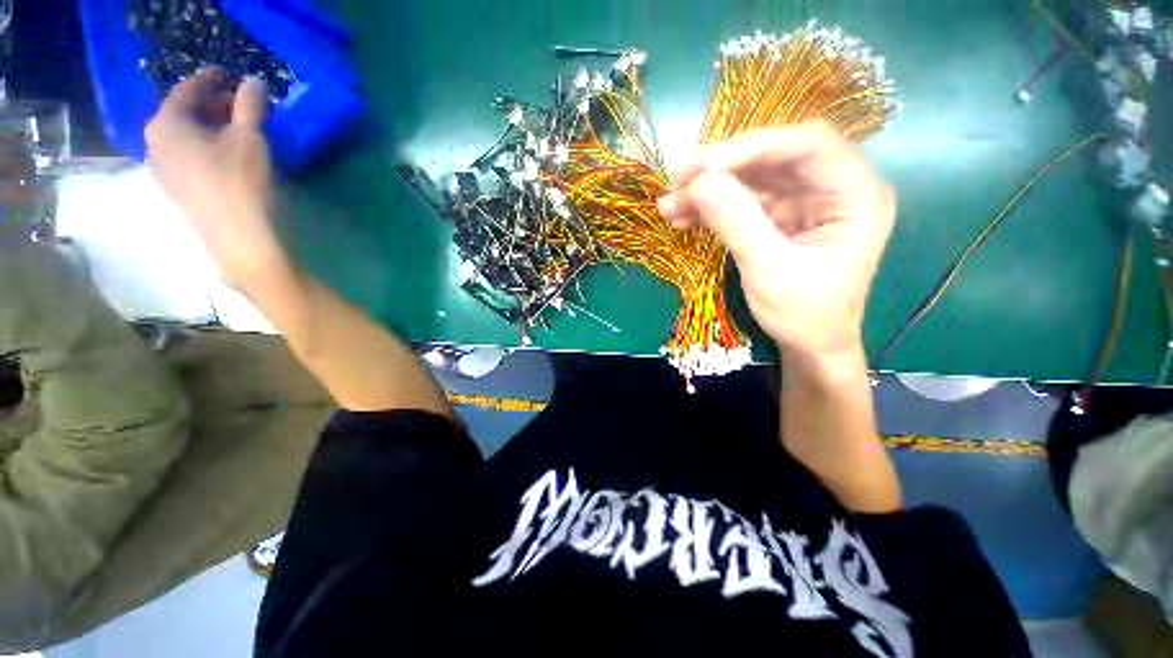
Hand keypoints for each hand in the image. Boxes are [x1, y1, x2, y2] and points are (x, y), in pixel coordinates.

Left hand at [146, 68, 281, 283]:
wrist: (239, 240)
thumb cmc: (241, 183)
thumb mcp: (250, 138)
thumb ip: (250, 105)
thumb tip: (253, 82)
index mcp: (166, 124)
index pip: (188, 89)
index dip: (212, 79)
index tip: (233, 77)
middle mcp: (154, 143)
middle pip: (184, 113)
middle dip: (213, 106)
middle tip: (242, 107)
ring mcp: (162, 170)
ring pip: (186, 137)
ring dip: (211, 128)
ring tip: (239, 132)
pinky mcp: (176, 190)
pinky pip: (187, 157)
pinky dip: (207, 148)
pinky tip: (228, 156)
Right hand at [658, 123, 895, 359]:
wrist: (809, 346)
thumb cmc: (803, 315)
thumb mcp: (769, 270)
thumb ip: (736, 221)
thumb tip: (698, 181)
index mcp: (856, 194)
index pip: (807, 145)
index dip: (751, 147)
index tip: (702, 167)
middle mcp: (834, 187)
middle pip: (775, 155)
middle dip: (722, 166)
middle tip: (677, 178)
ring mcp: (805, 200)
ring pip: (753, 177)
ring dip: (709, 189)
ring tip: (670, 203)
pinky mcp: (781, 216)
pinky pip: (744, 200)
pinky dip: (712, 207)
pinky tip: (684, 217)